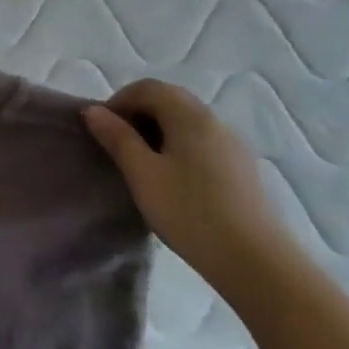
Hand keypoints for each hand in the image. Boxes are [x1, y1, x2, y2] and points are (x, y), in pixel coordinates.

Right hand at [83, 78, 300, 296]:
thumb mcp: (142, 174)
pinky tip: (172, 180)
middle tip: (117, 144)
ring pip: (187, 122)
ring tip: (141, 164)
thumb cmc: (189, 211)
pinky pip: (202, 142)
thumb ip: (117, 138)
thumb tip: (93, 110)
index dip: (119, 101)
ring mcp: (233, 145)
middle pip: (170, 100)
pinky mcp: (241, 168)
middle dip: (138, 113)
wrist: (254, 260)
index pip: (148, 88)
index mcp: (190, 116)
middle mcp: (215, 121)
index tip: (102, 129)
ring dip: (158, 131)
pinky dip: (179, 147)